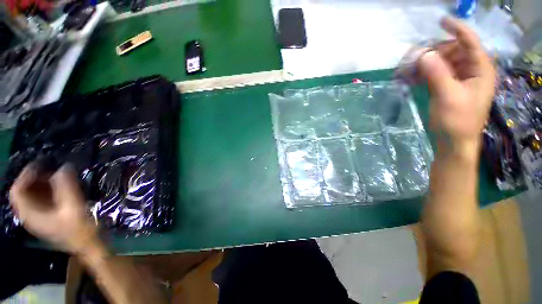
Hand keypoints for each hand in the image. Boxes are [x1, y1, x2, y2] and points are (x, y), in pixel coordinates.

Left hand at [9, 164, 97, 252]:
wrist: (87, 245)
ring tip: (57, 175)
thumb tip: (64, 167)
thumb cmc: (80, 229)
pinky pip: (42, 199)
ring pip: (33, 195)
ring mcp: (39, 217)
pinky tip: (61, 186)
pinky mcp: (48, 217)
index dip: (26, 176)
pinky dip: (48, 190)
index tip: (41, 164)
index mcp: (31, 215)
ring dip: (42, 183)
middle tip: (50, 169)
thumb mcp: (74, 207)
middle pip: (24, 192)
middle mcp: (30, 215)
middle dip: (35, 178)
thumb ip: (67, 187)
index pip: (17, 191)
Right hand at [418, 17, 495, 155]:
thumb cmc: (457, 121)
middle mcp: (472, 70)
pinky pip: (436, 73)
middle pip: (453, 51)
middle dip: (433, 52)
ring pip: (442, 62)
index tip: (441, 21)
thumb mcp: (448, 96)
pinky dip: (424, 74)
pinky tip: (411, 78)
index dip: (457, 29)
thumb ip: (437, 74)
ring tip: (408, 71)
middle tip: (413, 60)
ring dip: (425, 64)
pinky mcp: (448, 87)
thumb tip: (423, 55)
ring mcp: (459, 79)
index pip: (471, 42)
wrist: (454, 142)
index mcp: (480, 70)